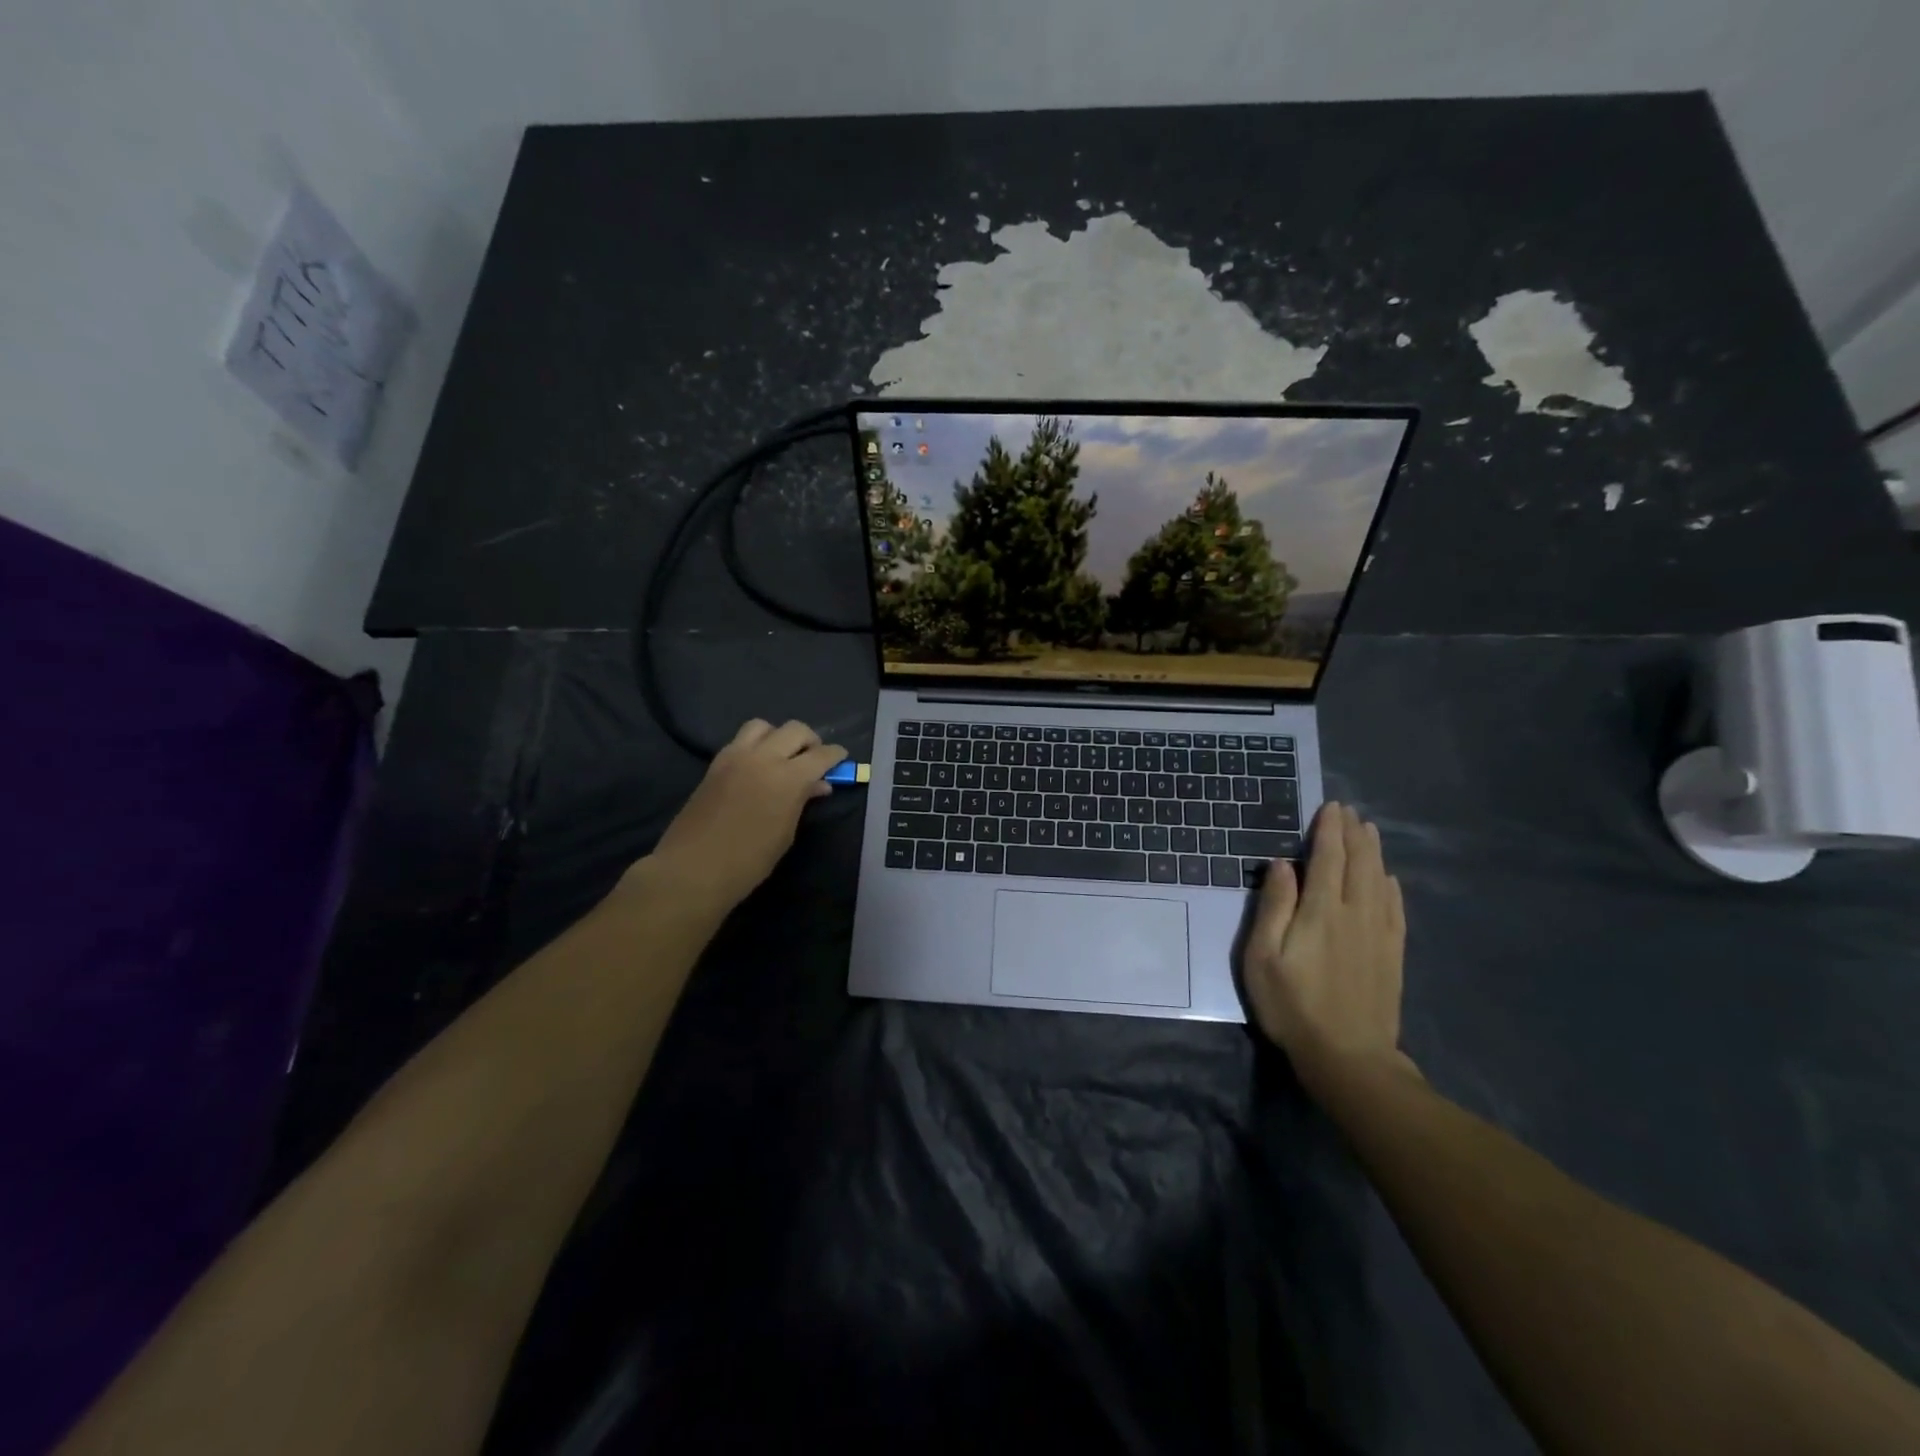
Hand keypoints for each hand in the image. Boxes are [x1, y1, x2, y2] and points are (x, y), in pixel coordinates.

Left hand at [638, 719, 846, 912]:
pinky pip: (741, 741)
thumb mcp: (785, 834)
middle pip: (795, 730)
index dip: (836, 755)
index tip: (841, 759)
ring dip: (779, 736)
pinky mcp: (716, 763)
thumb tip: (818, 785)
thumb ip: (802, 802)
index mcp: (787, 778)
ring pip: (763, 726)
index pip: (821, 754)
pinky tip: (758, 766)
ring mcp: (735, 757)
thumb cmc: (749, 861)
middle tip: (814, 758)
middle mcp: (763, 758)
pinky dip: (756, 745)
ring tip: (782, 756)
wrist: (693, 868)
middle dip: (810, 740)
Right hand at [1243, 802, 1414, 1093]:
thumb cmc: (1292, 1006)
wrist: (1348, 1057)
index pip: (1327, 859)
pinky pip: (1396, 910)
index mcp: (1321, 911)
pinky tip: (1389, 880)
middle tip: (1349, 812)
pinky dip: (1391, 887)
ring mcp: (1379, 934)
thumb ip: (1273, 908)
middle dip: (1353, 834)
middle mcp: (1355, 913)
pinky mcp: (1392, 955)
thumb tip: (1280, 865)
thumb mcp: (1263, 958)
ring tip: (1369, 831)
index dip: (1329, 831)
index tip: (1330, 807)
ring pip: (1379, 881)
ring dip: (1373, 853)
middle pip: (1358, 864)